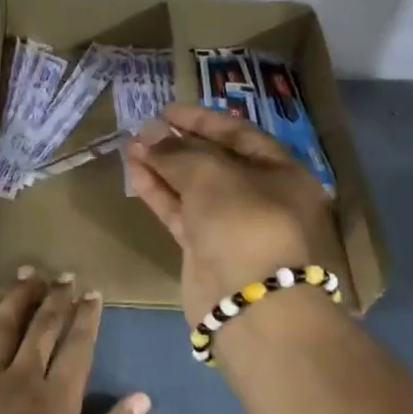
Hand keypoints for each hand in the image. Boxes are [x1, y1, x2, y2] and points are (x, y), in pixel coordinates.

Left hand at [0, 270, 148, 413]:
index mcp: (58, 399)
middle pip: (42, 327)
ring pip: (5, 325)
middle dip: (56, 298)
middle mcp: (23, 377)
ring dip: (19, 296)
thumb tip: (141, 398)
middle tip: (65, 276)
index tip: (93, 294)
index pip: (77, 346)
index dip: (87, 318)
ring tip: (29, 273)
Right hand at [126, 102, 337, 323]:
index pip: (239, 135)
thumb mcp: (212, 175)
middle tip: (144, 130)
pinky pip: (182, 213)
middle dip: (178, 145)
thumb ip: (177, 152)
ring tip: (131, 147)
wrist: (250, 302)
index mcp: (281, 172)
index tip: (167, 110)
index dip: (202, 120)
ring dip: (163, 167)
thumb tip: (149, 133)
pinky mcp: (206, 250)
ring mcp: (232, 226)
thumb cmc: (244, 222)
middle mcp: (260, 196)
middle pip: (215, 162)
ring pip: (194, 189)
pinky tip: (136, 173)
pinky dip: (160, 193)